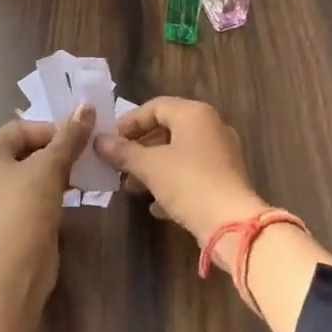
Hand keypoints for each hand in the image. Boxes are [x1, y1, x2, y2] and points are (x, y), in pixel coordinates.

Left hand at [0, 105, 95, 284]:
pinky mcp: (8, 225)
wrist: (14, 269)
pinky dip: (51, 193)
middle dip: (57, 151)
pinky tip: (73, 196)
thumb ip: (69, 136)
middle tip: (85, 154)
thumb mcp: (50, 165)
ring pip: (30, 176)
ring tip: (84, 174)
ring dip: (57, 172)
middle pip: (25, 151)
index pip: (21, 128)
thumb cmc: (25, 206)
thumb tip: (87, 105)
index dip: (52, 129)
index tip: (79, 137)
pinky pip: (31, 198)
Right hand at [93, 98, 267, 250]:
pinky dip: (172, 184)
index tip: (108, 141)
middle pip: (167, 130)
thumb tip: (98, 141)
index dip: (128, 123)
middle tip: (117, 165)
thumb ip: (123, 152)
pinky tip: (155, 206)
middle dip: (139, 148)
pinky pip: (192, 174)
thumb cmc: (188, 183)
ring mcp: (221, 154)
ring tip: (131, 187)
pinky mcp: (225, 179)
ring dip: (153, 168)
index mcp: (194, 114)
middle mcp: (211, 127)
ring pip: (179, 154)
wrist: (233, 224)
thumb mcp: (150, 166)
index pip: (154, 107)